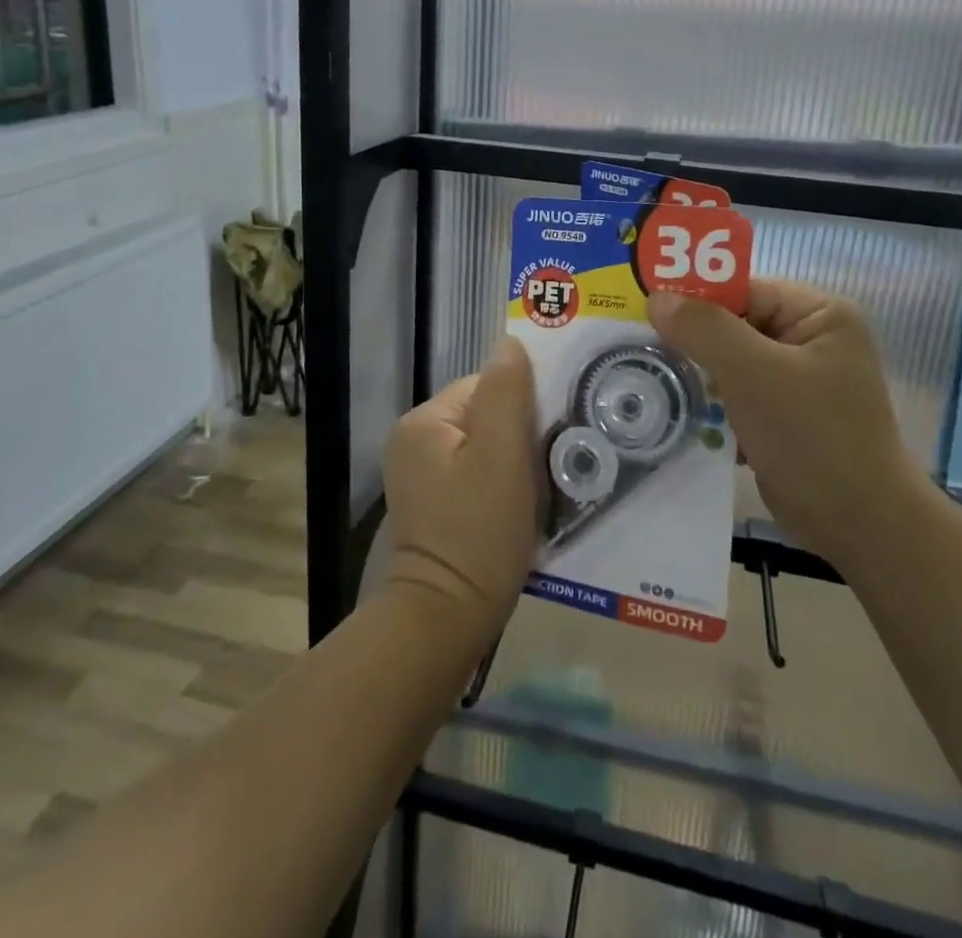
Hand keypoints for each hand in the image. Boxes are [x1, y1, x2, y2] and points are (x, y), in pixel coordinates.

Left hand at [379, 337, 541, 646]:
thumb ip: (507, 393)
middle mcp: (414, 440)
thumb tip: (510, 342)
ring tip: (534, 492)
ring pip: (483, 446)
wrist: (445, 619)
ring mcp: (419, 475)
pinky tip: (516, 509)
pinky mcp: (431, 505)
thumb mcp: (502, 455)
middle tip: (546, 468)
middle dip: (518, 436)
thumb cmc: (479, 532)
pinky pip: (474, 474)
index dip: (523, 408)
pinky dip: (499, 485)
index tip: (547, 439)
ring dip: (513, 462)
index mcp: (425, 421)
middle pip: (484, 415)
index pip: (486, 387)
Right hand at [648, 279, 914, 560]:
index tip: (644, 311)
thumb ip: (704, 330)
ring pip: (729, 360)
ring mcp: (796, 378)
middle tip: (640, 346)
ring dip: (697, 373)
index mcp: (818, 314)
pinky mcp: (783, 413)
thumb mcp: (753, 374)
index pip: (743, 289)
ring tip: (652, 379)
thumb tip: (656, 298)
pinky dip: (710, 401)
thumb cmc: (812, 437)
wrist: (859, 525)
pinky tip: (680, 410)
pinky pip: (736, 392)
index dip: (695, 297)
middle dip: (691, 339)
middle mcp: (809, 338)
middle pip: (733, 323)